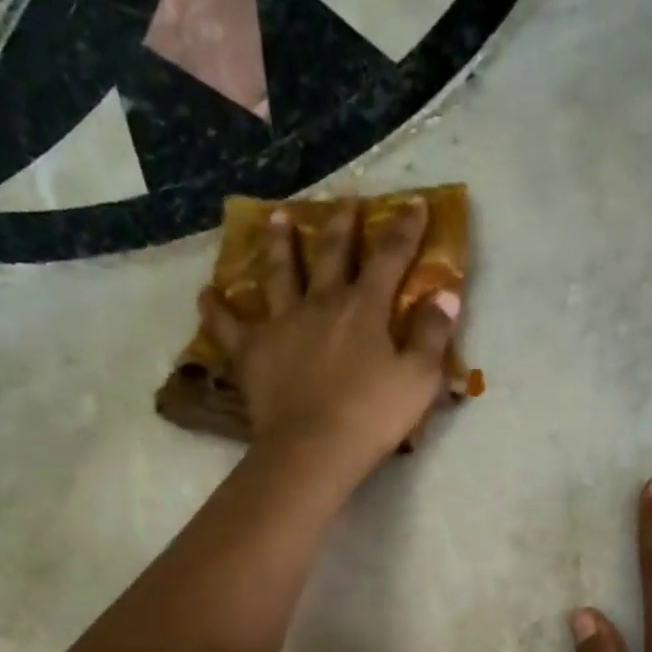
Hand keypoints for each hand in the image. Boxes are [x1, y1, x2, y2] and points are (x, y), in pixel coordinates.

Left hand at [199, 198, 460, 482]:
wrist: (314, 448)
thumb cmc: (373, 416)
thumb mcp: (419, 378)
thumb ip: (433, 334)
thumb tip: (445, 294)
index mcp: (364, 308)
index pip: (390, 258)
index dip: (404, 230)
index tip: (414, 204)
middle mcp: (320, 304)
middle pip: (331, 255)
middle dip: (341, 226)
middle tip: (344, 202)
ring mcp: (281, 324)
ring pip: (278, 274)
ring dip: (279, 244)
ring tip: (276, 218)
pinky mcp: (251, 352)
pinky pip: (228, 326)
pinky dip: (216, 309)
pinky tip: (206, 294)